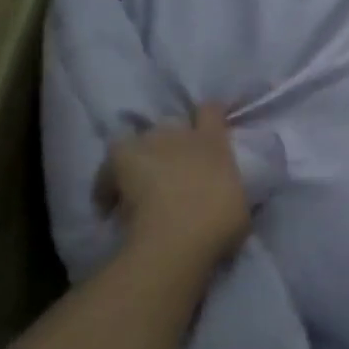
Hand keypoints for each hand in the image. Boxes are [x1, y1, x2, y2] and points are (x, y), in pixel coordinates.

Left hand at [96, 104, 250, 266]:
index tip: (208, 126)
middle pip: (173, 124)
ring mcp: (149, 143)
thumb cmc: (219, 223)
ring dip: (141, 156)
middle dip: (172, 141)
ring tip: (138, 181)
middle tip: (173, 167)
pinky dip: (108, 178)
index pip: (211, 110)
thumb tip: (225, 190)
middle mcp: (181, 134)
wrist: (178, 238)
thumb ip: (230, 187)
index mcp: (214, 142)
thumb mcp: (240, 204)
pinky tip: (110, 200)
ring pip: (139, 140)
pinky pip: (110, 163)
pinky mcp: (120, 159)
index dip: (208, 115)